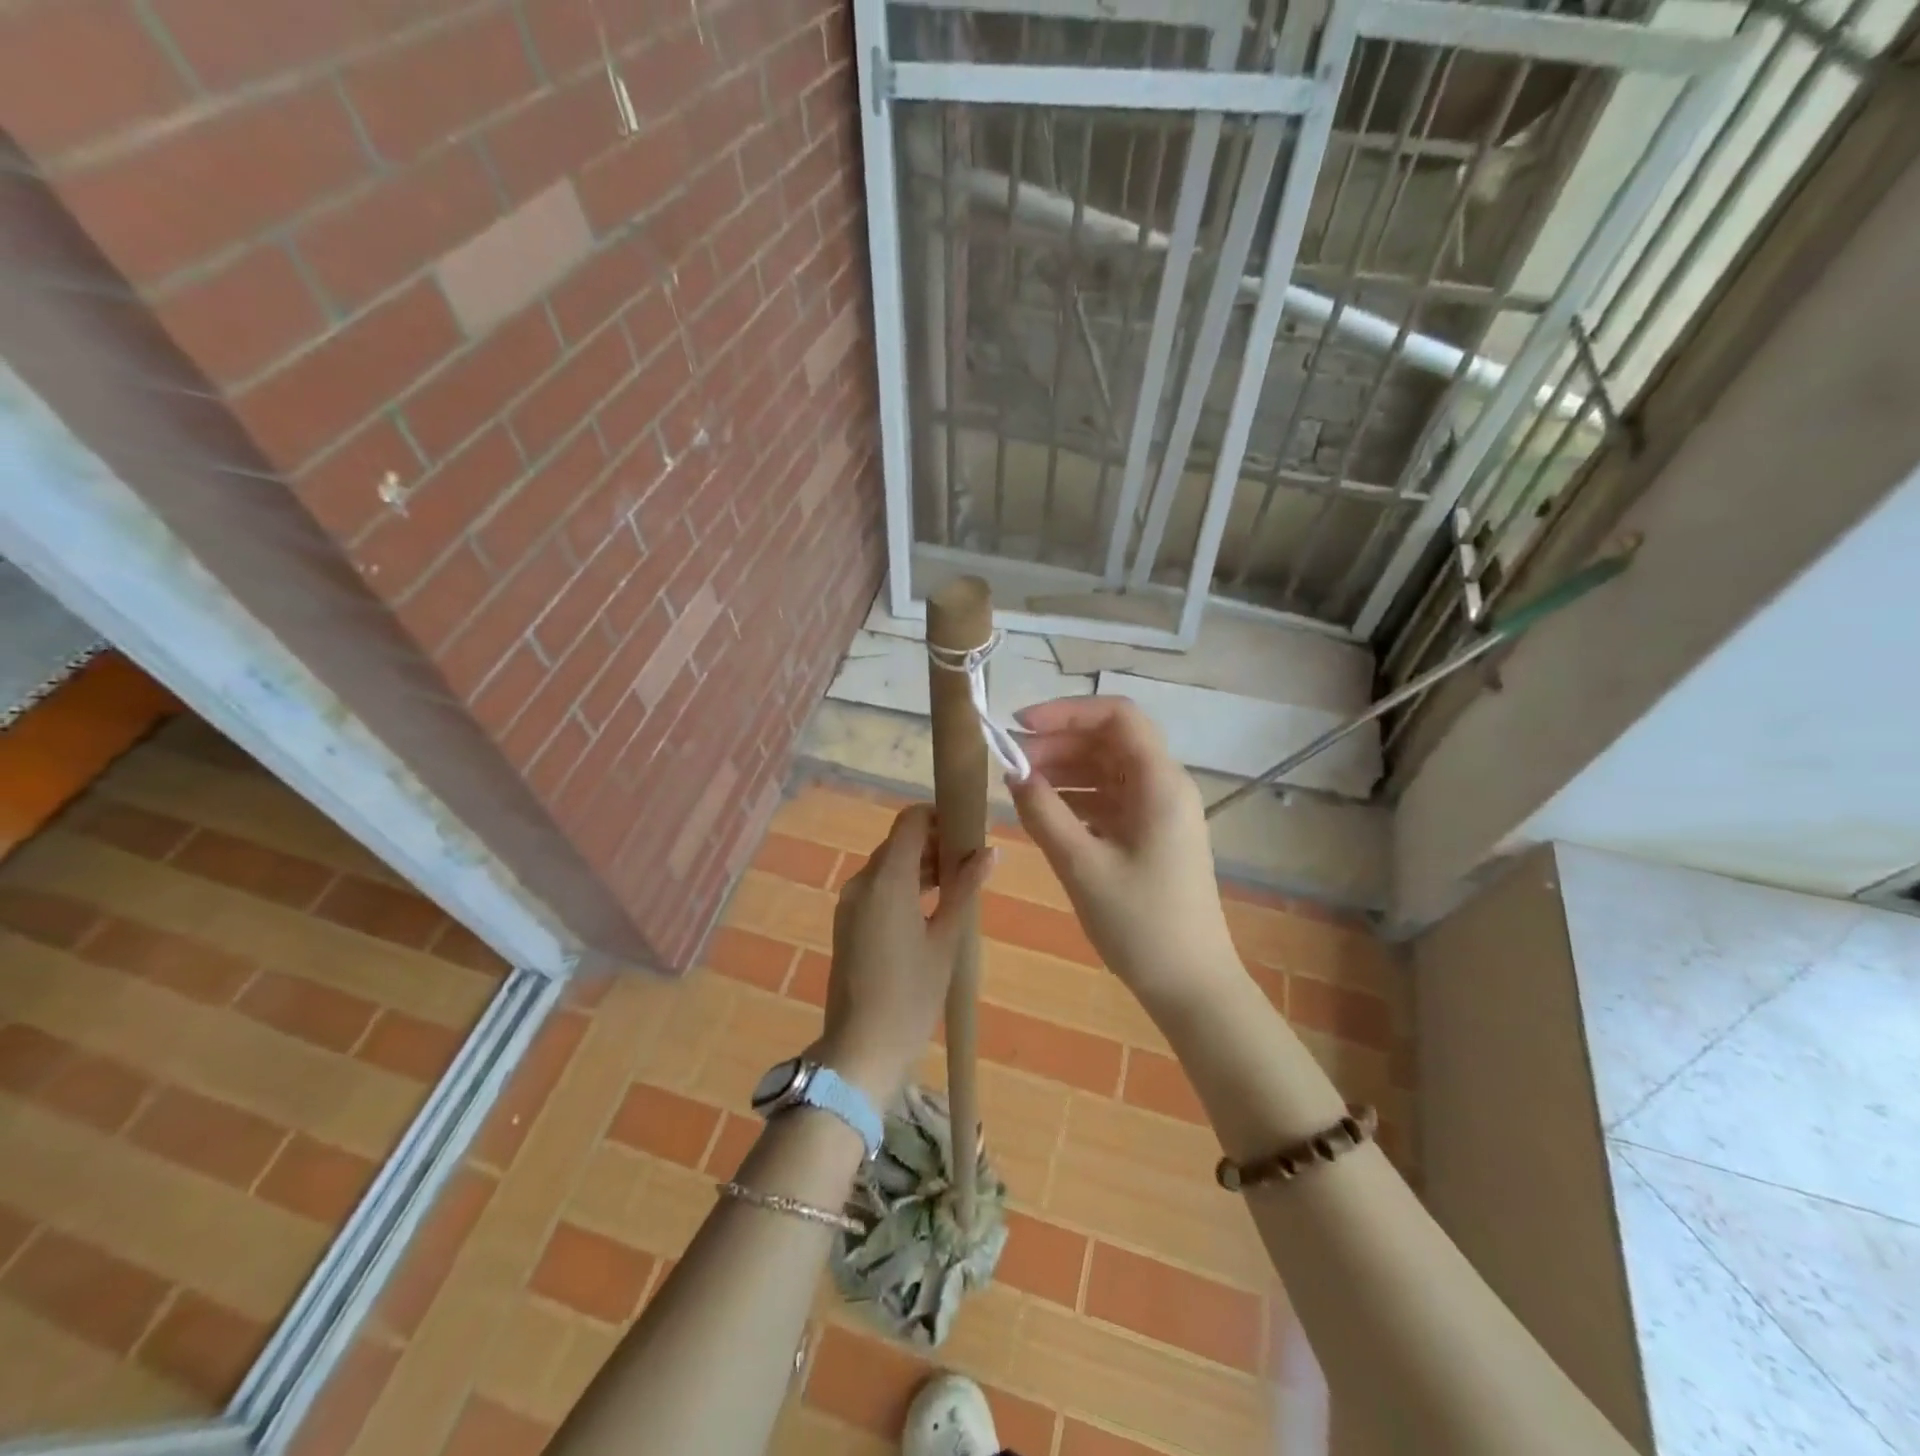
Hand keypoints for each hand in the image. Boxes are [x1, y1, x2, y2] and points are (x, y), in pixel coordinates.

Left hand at [815, 804, 994, 1104]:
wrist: (862, 1049)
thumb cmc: (911, 994)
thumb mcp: (946, 940)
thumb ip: (965, 889)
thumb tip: (990, 851)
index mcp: (886, 879)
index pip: (910, 821)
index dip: (939, 816)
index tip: (968, 830)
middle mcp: (862, 882)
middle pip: (899, 842)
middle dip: (934, 844)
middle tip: (971, 863)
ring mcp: (850, 903)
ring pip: (888, 865)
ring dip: (919, 866)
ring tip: (957, 887)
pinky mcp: (847, 922)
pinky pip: (877, 888)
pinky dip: (903, 886)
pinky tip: (930, 909)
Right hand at [1007, 697, 1238, 1006]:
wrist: (1190, 985)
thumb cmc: (1141, 924)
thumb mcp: (1082, 866)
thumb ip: (1044, 813)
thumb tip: (1014, 773)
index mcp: (1160, 783)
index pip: (1117, 716)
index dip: (1067, 711)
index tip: (1021, 726)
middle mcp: (1164, 787)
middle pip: (1109, 741)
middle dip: (1058, 743)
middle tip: (1011, 763)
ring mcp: (1159, 811)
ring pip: (1107, 769)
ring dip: (1064, 770)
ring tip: (1020, 785)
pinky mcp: (1150, 835)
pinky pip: (1110, 799)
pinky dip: (1076, 797)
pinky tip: (1044, 811)